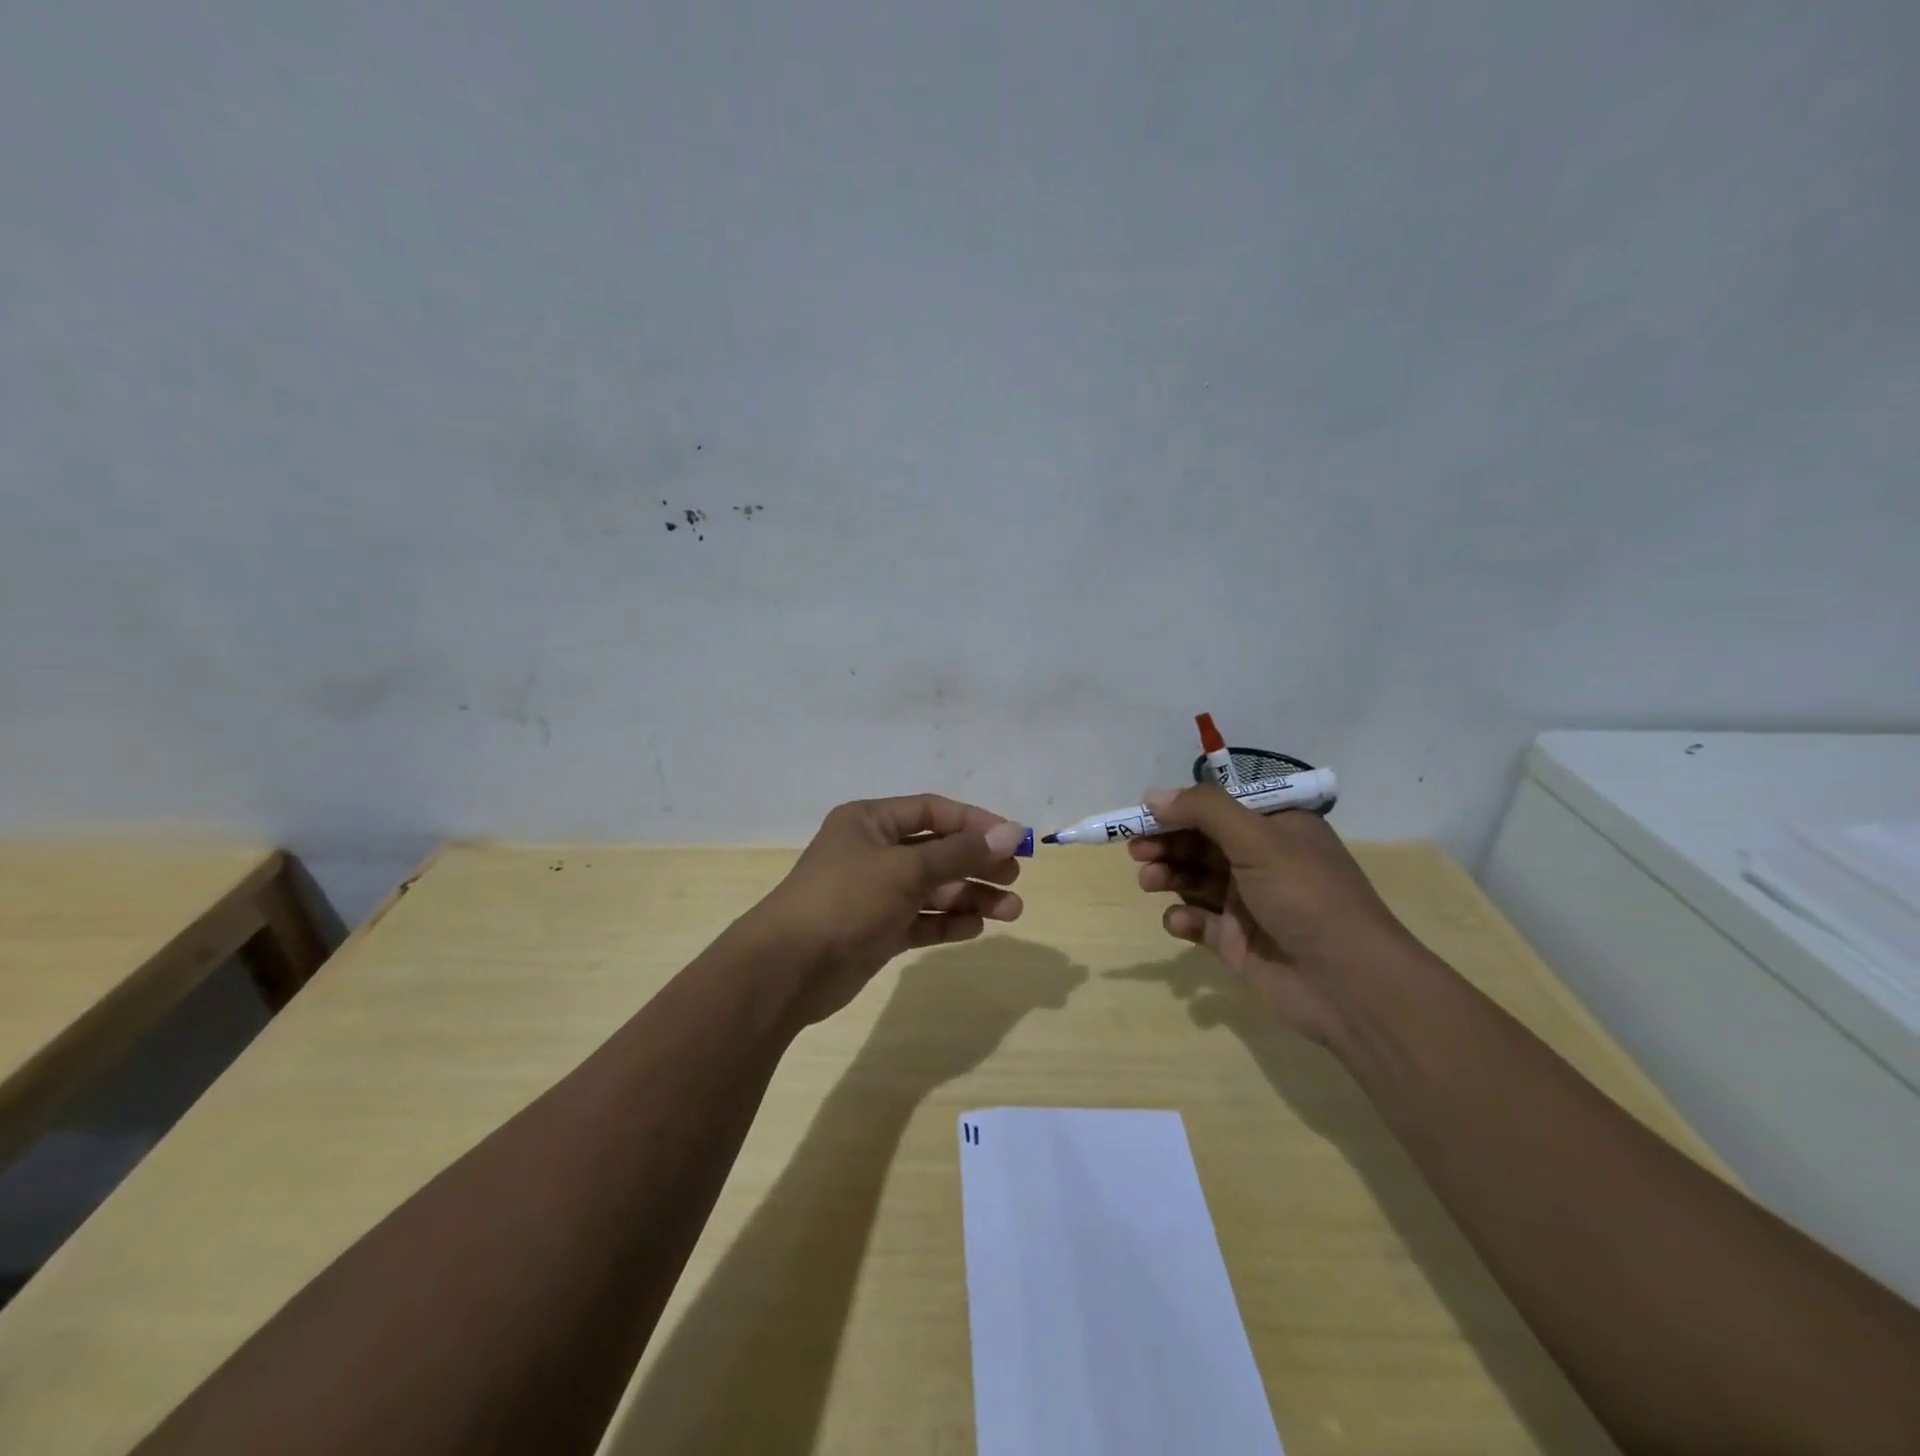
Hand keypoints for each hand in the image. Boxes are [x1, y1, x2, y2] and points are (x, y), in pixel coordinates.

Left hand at [746, 795, 1029, 1027]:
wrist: (788, 968)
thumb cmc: (846, 900)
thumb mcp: (906, 869)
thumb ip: (960, 852)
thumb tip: (1012, 832)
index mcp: (870, 822)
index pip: (932, 811)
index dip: (974, 822)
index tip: (1013, 838)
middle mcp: (874, 852)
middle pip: (937, 851)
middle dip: (977, 863)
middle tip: (1015, 877)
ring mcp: (876, 893)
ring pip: (933, 889)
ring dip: (970, 896)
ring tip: (1011, 910)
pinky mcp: (878, 930)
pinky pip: (922, 919)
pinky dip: (948, 922)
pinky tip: (977, 927)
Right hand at [1128, 784, 1422, 1044]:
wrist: (1348, 985)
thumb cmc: (1306, 897)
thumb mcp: (1258, 839)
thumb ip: (1204, 810)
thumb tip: (1153, 795)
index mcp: (1276, 828)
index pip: (1218, 808)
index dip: (1179, 809)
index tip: (1142, 814)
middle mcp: (1262, 860)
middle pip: (1200, 842)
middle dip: (1167, 843)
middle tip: (1137, 849)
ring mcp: (1248, 903)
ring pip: (1194, 879)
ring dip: (1168, 875)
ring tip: (1149, 881)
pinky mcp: (1236, 941)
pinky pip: (1198, 921)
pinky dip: (1183, 918)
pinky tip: (1181, 921)